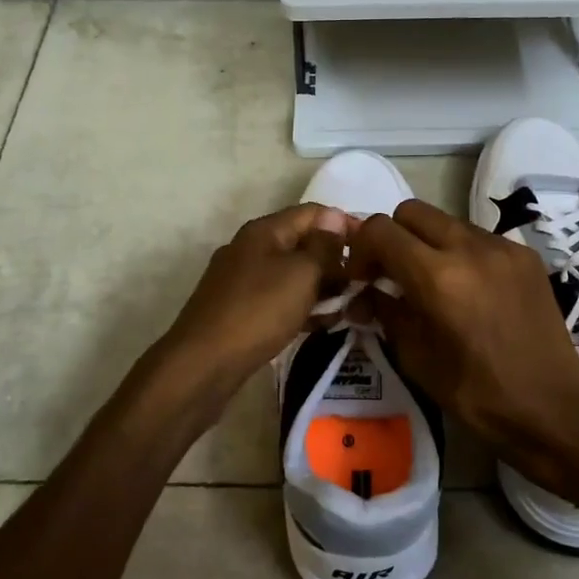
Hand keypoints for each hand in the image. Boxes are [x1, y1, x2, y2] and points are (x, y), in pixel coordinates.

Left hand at [150, 204, 350, 419]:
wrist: (202, 365)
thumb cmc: (258, 312)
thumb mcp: (301, 274)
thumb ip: (323, 246)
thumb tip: (335, 218)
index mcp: (264, 231)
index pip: (313, 213)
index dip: (345, 224)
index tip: (376, 246)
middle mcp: (251, 249)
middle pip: (303, 243)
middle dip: (336, 259)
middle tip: (367, 282)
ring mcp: (243, 281)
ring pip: (293, 275)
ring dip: (323, 287)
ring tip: (353, 305)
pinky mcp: (240, 311)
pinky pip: (280, 300)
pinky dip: (303, 307)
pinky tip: (324, 324)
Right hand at [349, 200, 578, 473]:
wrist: (553, 408)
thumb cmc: (477, 394)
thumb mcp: (416, 358)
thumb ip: (386, 312)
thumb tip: (366, 292)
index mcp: (437, 277)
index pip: (380, 229)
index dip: (361, 249)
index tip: (362, 278)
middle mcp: (469, 248)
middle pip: (411, 211)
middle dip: (393, 237)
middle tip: (393, 274)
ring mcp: (502, 247)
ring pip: (446, 221)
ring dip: (427, 243)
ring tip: (432, 283)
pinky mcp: (525, 255)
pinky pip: (478, 237)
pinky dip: (461, 253)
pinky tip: (469, 289)